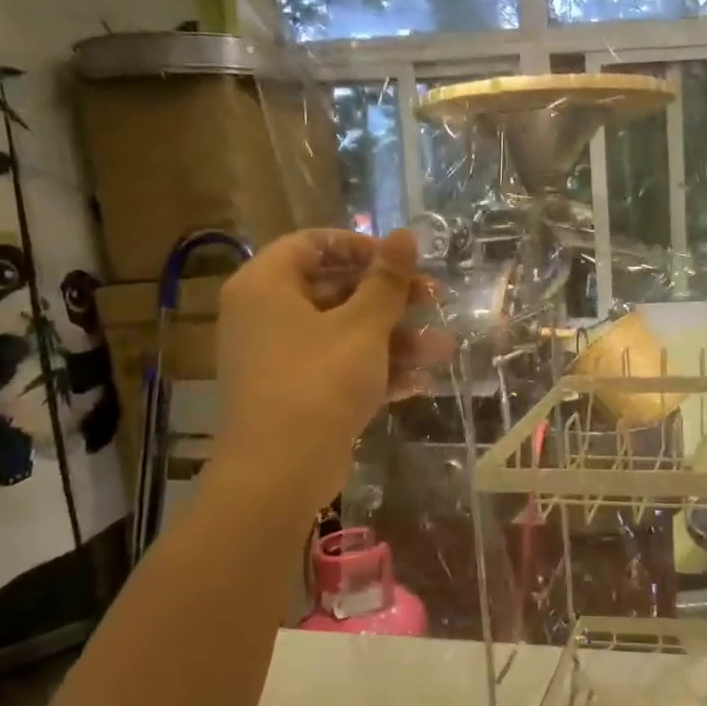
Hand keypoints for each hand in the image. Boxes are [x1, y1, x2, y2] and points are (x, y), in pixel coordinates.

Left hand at [206, 228, 445, 514]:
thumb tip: (406, 233)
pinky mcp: (293, 393)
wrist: (280, 472)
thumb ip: (387, 279)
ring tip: (442, 348)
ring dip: (393, 338)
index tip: (401, 261)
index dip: (361, 247)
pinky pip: (336, 367)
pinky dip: (374, 370)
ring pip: (342, 333)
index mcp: (266, 285)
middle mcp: (264, 315)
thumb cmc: (320, 381)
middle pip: (333, 289)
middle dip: (390, 298)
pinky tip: (418, 381)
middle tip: (433, 299)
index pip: (313, 243)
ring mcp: (277, 357)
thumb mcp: (363, 325)